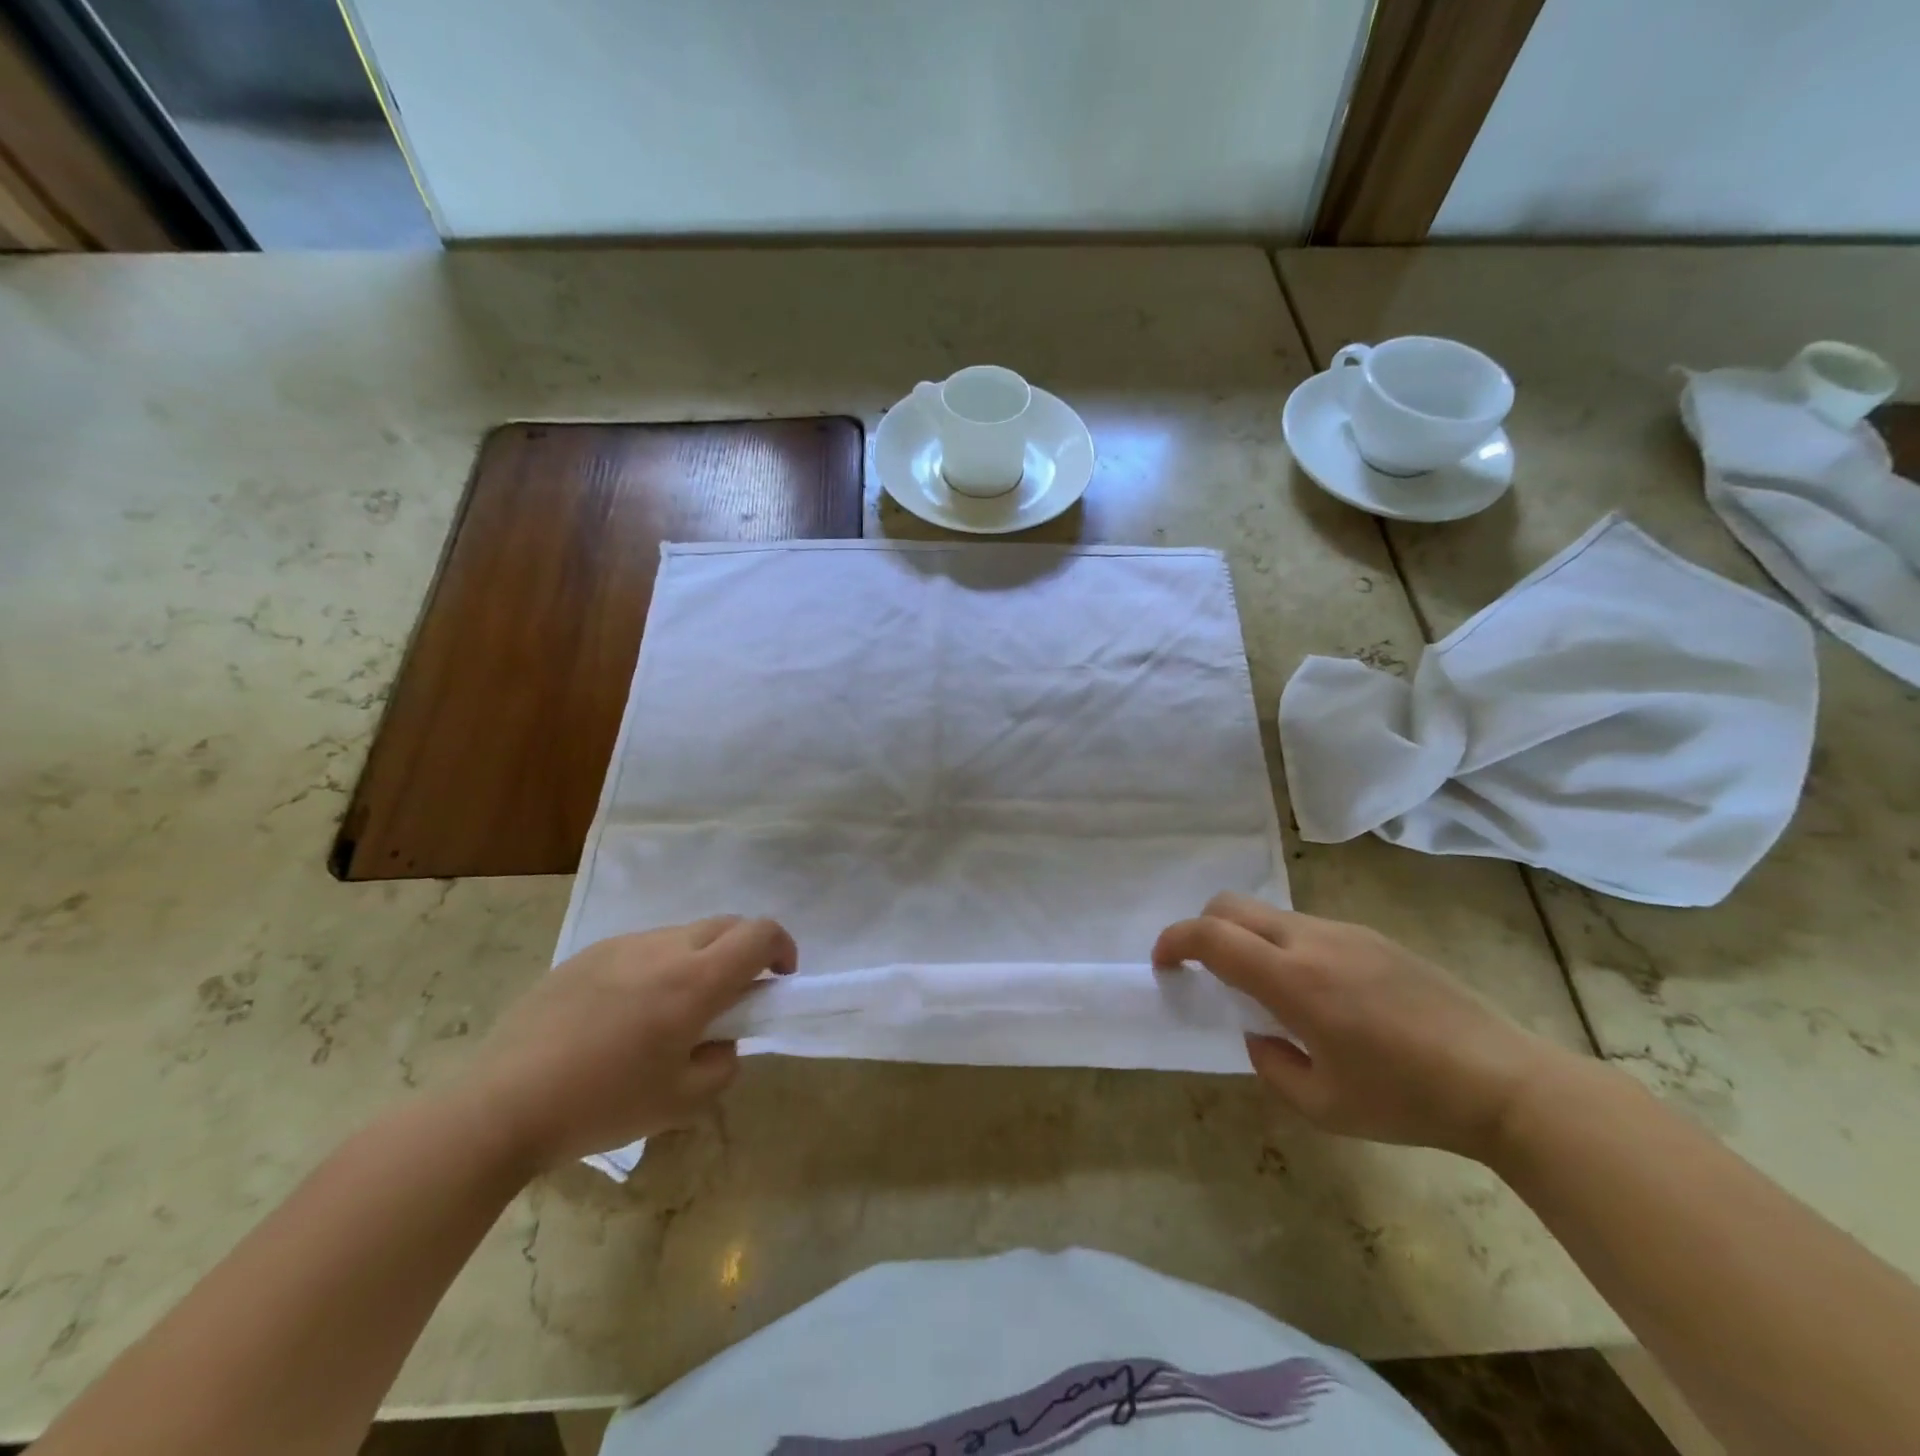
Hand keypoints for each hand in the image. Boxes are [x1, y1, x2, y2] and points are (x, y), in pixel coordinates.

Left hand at [460, 916, 795, 1168]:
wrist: (500, 1106)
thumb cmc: (601, 1106)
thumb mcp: (681, 1102)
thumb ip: (722, 1063)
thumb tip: (722, 1040)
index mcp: (694, 981)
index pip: (760, 934)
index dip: (782, 948)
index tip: (779, 979)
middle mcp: (663, 948)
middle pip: (726, 924)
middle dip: (745, 950)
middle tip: (732, 997)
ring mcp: (621, 945)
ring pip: (683, 934)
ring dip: (700, 958)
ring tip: (673, 1009)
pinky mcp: (587, 954)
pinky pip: (642, 947)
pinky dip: (658, 966)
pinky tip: (626, 1012)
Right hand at [1154, 893, 1571, 1160]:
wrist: (1505, 1081)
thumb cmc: (1407, 1101)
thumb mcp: (1323, 1106)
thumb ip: (1270, 1064)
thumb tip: (1259, 1034)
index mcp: (1293, 981)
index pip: (1211, 936)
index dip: (1174, 941)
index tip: (1163, 963)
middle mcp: (1312, 941)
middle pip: (1232, 906)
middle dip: (1201, 928)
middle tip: (1203, 970)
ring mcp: (1345, 932)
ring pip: (1269, 914)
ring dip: (1247, 938)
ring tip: (1267, 989)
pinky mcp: (1373, 936)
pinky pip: (1307, 927)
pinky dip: (1284, 945)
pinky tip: (1318, 992)